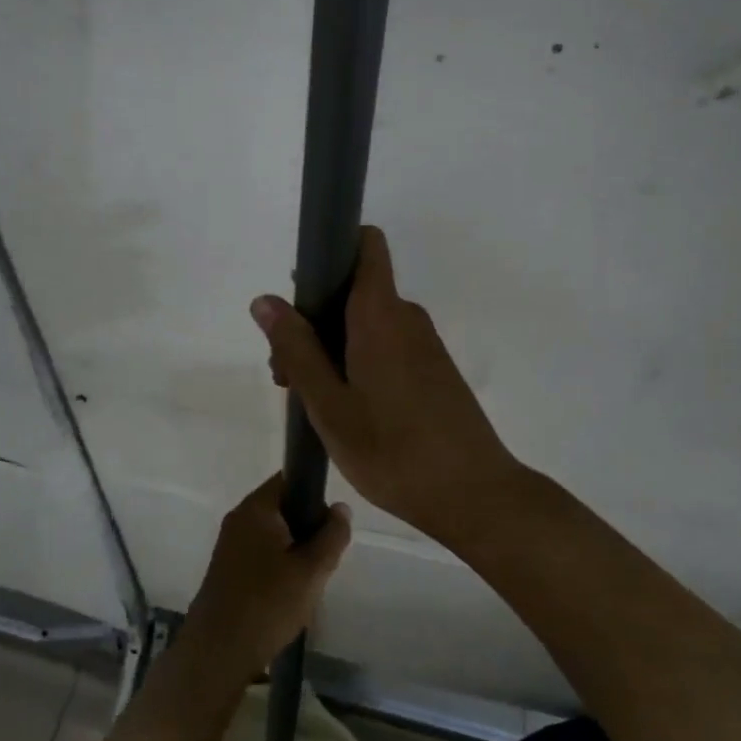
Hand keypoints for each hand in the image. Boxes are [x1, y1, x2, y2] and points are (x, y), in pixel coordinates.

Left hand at [183, 475, 351, 670]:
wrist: (218, 652)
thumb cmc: (268, 604)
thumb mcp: (311, 570)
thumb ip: (331, 535)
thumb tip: (340, 508)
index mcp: (256, 508)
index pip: (290, 479)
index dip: (315, 494)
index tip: (331, 524)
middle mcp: (239, 518)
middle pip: (283, 507)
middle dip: (307, 528)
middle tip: (324, 559)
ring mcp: (229, 543)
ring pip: (274, 534)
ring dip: (294, 551)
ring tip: (309, 581)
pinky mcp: (226, 568)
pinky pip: (261, 553)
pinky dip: (278, 566)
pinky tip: (289, 595)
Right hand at [251, 225, 525, 544]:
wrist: (474, 496)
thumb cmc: (392, 450)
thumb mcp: (329, 404)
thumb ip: (296, 348)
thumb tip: (266, 300)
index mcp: (381, 314)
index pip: (365, 244)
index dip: (330, 251)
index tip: (299, 292)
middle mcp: (406, 317)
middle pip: (354, 289)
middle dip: (314, 318)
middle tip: (288, 374)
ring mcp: (423, 344)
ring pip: (366, 322)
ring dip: (331, 346)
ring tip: (312, 401)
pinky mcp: (432, 370)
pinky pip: (385, 345)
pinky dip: (357, 361)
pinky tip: (346, 409)